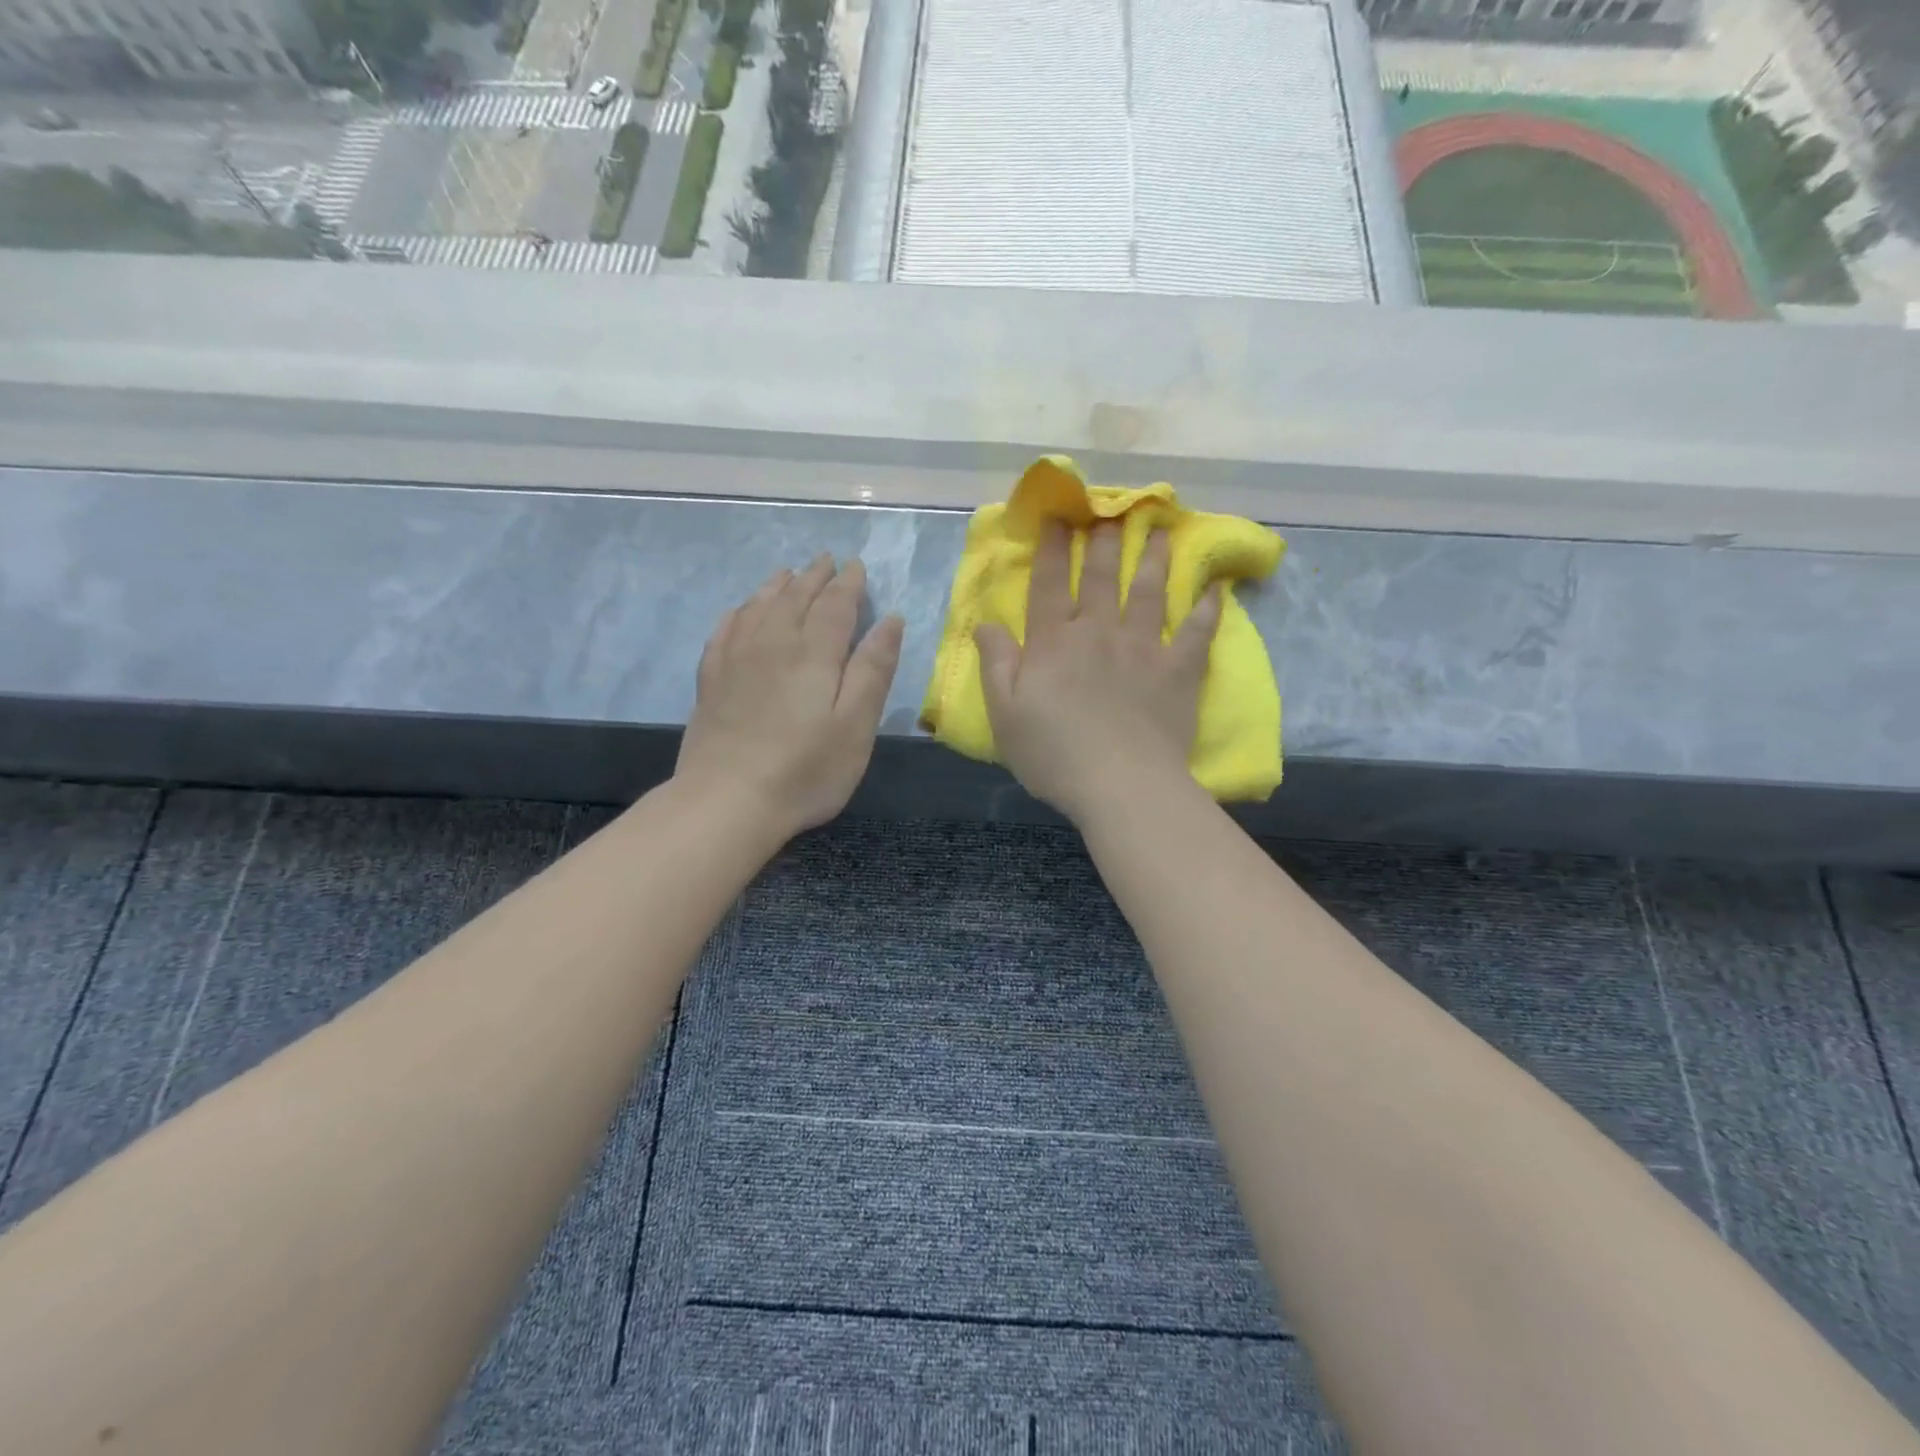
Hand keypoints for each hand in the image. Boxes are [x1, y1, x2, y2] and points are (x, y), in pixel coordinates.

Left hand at [676, 555, 903, 837]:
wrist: (727, 800)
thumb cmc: (805, 769)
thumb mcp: (856, 725)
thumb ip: (873, 670)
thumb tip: (891, 620)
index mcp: (814, 652)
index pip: (835, 604)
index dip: (849, 584)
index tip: (857, 566)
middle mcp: (773, 643)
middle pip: (796, 597)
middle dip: (815, 576)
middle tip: (827, 560)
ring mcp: (736, 658)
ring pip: (759, 606)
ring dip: (778, 586)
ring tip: (789, 574)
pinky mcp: (711, 678)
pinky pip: (726, 628)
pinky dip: (740, 610)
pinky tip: (742, 610)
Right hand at [975, 522, 1220, 823]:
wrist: (1121, 785)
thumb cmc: (1054, 754)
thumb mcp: (1004, 714)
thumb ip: (995, 662)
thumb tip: (985, 621)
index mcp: (1054, 642)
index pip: (1051, 584)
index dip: (1053, 549)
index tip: (1058, 517)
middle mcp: (1099, 633)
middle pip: (1102, 578)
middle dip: (1103, 542)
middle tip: (1110, 513)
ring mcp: (1144, 649)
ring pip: (1149, 592)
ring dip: (1153, 559)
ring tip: (1159, 530)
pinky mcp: (1179, 672)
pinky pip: (1197, 633)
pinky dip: (1207, 610)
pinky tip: (1216, 590)